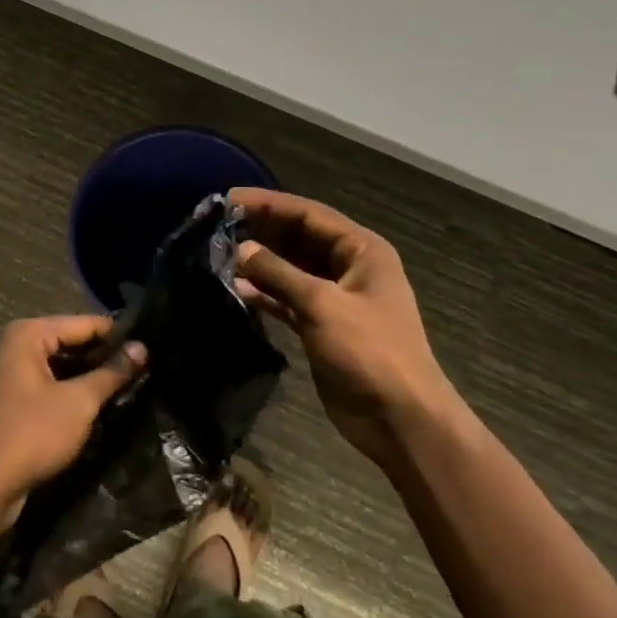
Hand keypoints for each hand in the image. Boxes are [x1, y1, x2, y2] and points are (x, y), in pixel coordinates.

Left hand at [0, 316, 145, 520]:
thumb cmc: (29, 435)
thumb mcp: (78, 403)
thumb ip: (111, 373)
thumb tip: (142, 348)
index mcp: (26, 335)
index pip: (84, 323)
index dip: (118, 335)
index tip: (151, 346)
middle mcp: (12, 347)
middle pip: (68, 342)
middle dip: (102, 357)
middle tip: (144, 369)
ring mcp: (4, 376)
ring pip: (57, 367)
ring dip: (86, 378)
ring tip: (127, 386)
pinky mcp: (5, 403)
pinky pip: (44, 388)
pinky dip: (67, 394)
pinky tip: (95, 406)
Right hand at [229, 188, 455, 466]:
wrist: (399, 418)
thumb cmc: (369, 351)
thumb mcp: (322, 305)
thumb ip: (279, 274)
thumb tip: (241, 250)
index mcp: (362, 250)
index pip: (309, 214)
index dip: (269, 204)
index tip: (228, 199)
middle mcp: (349, 267)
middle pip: (299, 238)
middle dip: (262, 232)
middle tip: (217, 227)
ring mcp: (336, 298)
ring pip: (291, 270)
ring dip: (260, 264)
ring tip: (218, 256)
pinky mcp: (322, 326)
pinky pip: (288, 300)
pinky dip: (265, 295)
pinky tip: (236, 290)